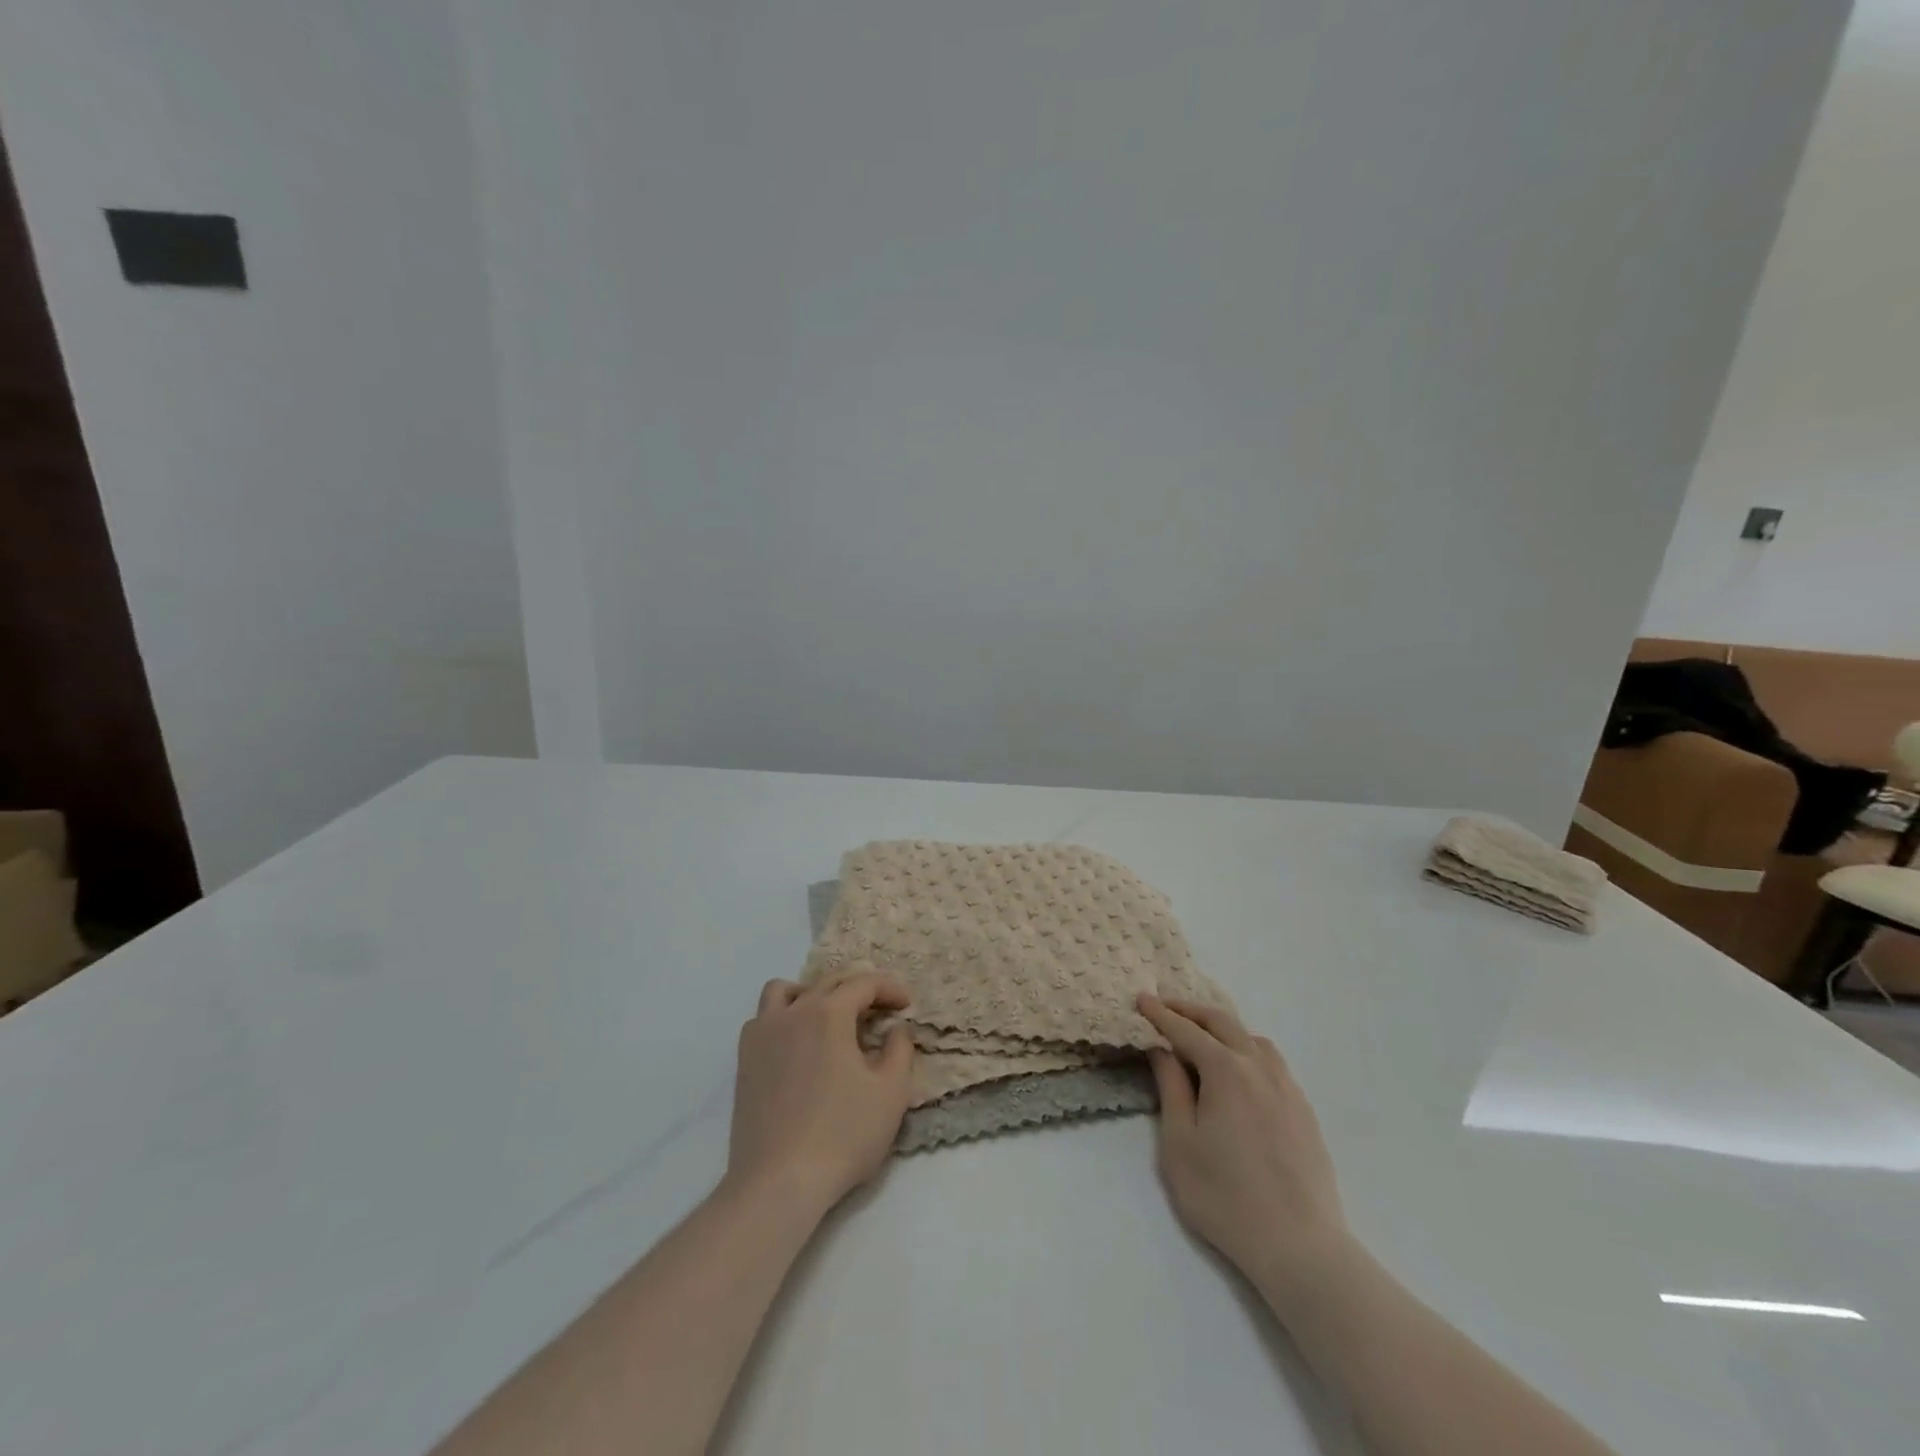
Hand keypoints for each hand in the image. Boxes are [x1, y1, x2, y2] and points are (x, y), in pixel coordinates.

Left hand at [727, 973, 914, 1215]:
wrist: (779, 1182)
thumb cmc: (843, 1134)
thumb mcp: (891, 1092)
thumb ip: (900, 1049)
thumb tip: (895, 1028)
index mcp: (828, 1013)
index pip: (864, 983)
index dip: (890, 988)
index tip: (906, 1005)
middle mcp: (793, 1012)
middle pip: (829, 982)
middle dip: (860, 990)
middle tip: (881, 1011)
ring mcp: (763, 1034)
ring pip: (786, 991)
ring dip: (813, 994)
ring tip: (831, 1018)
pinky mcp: (744, 1060)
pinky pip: (763, 1018)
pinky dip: (784, 1018)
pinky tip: (798, 1044)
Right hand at [1139, 993, 1349, 1304]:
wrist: (1299, 1246)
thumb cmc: (1225, 1196)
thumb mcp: (1179, 1142)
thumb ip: (1171, 1088)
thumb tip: (1162, 1049)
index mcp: (1226, 1070)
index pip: (1186, 1031)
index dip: (1160, 1014)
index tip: (1141, 999)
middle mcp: (1259, 1067)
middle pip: (1223, 1023)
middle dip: (1191, 1011)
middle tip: (1165, 1008)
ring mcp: (1287, 1087)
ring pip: (1252, 1039)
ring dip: (1223, 1028)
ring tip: (1202, 1038)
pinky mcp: (1303, 1110)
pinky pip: (1272, 1062)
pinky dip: (1247, 1050)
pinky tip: (1240, 1072)